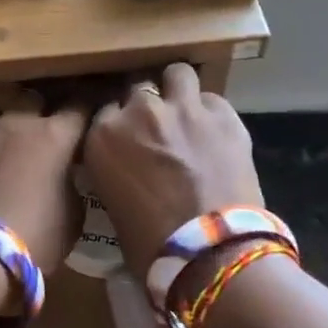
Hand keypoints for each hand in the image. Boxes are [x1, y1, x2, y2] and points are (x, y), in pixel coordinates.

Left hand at [0, 94, 89, 272]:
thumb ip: (73, 184)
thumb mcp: (73, 215)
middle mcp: (19, 123)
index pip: (80, 105)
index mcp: (54, 134)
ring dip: (19, 129)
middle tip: (58, 134)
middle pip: (37, 100)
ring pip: (9, 117)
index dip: (91, 109)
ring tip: (28, 153)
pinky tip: (5, 171)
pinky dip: (0, 151)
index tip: (98, 116)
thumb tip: (67, 177)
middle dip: (48, 111)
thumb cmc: (36, 235)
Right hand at [82, 64, 265, 277]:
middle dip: (145, 106)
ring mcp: (183, 108)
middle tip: (155, 130)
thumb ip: (115, 169)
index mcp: (103, 136)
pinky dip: (210, 113)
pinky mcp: (224, 115)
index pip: (103, 111)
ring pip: (176, 74)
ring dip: (177, 90)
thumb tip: (127, 166)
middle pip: (137, 89)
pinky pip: (212, 100)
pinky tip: (214, 134)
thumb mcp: (113, 203)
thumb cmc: (151, 245)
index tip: (125, 138)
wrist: (211, 252)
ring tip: (185, 114)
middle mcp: (140, 112)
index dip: (117, 124)